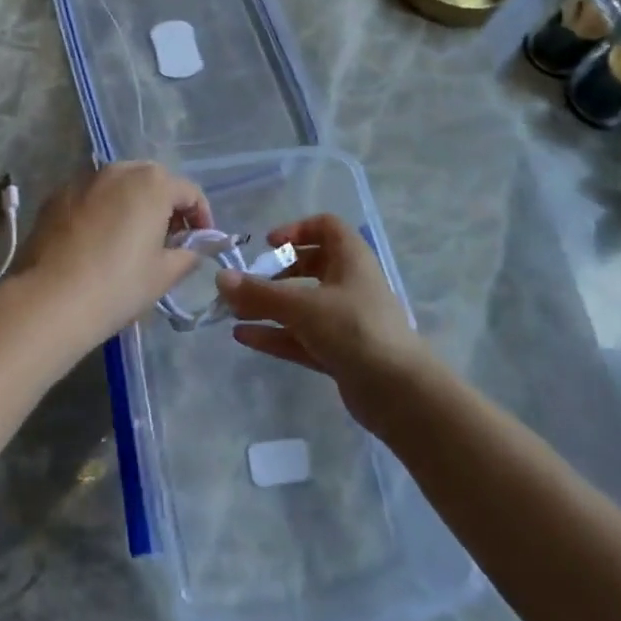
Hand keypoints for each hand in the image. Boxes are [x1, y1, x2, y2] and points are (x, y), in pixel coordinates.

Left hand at [11, 162, 212, 351]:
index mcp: (152, 183)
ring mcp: (84, 179)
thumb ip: (188, 254)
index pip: (190, 192)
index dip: (201, 217)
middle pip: (153, 181)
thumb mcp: (164, 275)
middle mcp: (119, 170)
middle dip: (166, 206)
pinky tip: (97, 242)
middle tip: (168, 240)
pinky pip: (91, 196)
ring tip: (131, 239)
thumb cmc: (118, 285)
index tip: (201, 243)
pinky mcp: (56, 195)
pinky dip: (102, 210)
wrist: (50, 300)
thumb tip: (193, 248)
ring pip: (119, 185)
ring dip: (132, 205)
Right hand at [218, 214, 434, 422]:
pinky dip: (276, 334)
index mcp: (351, 259)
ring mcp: (346, 321)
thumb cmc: (354, 329)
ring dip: (270, 306)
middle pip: (311, 267)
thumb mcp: (302, 306)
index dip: (297, 230)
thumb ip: (259, 293)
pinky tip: (244, 336)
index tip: (269, 244)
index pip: (326, 228)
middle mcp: (350, 284)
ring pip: (302, 305)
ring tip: (233, 311)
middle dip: (277, 273)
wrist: (399, 392)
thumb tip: (220, 279)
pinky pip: (302, 336)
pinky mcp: (340, 353)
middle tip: (249, 283)